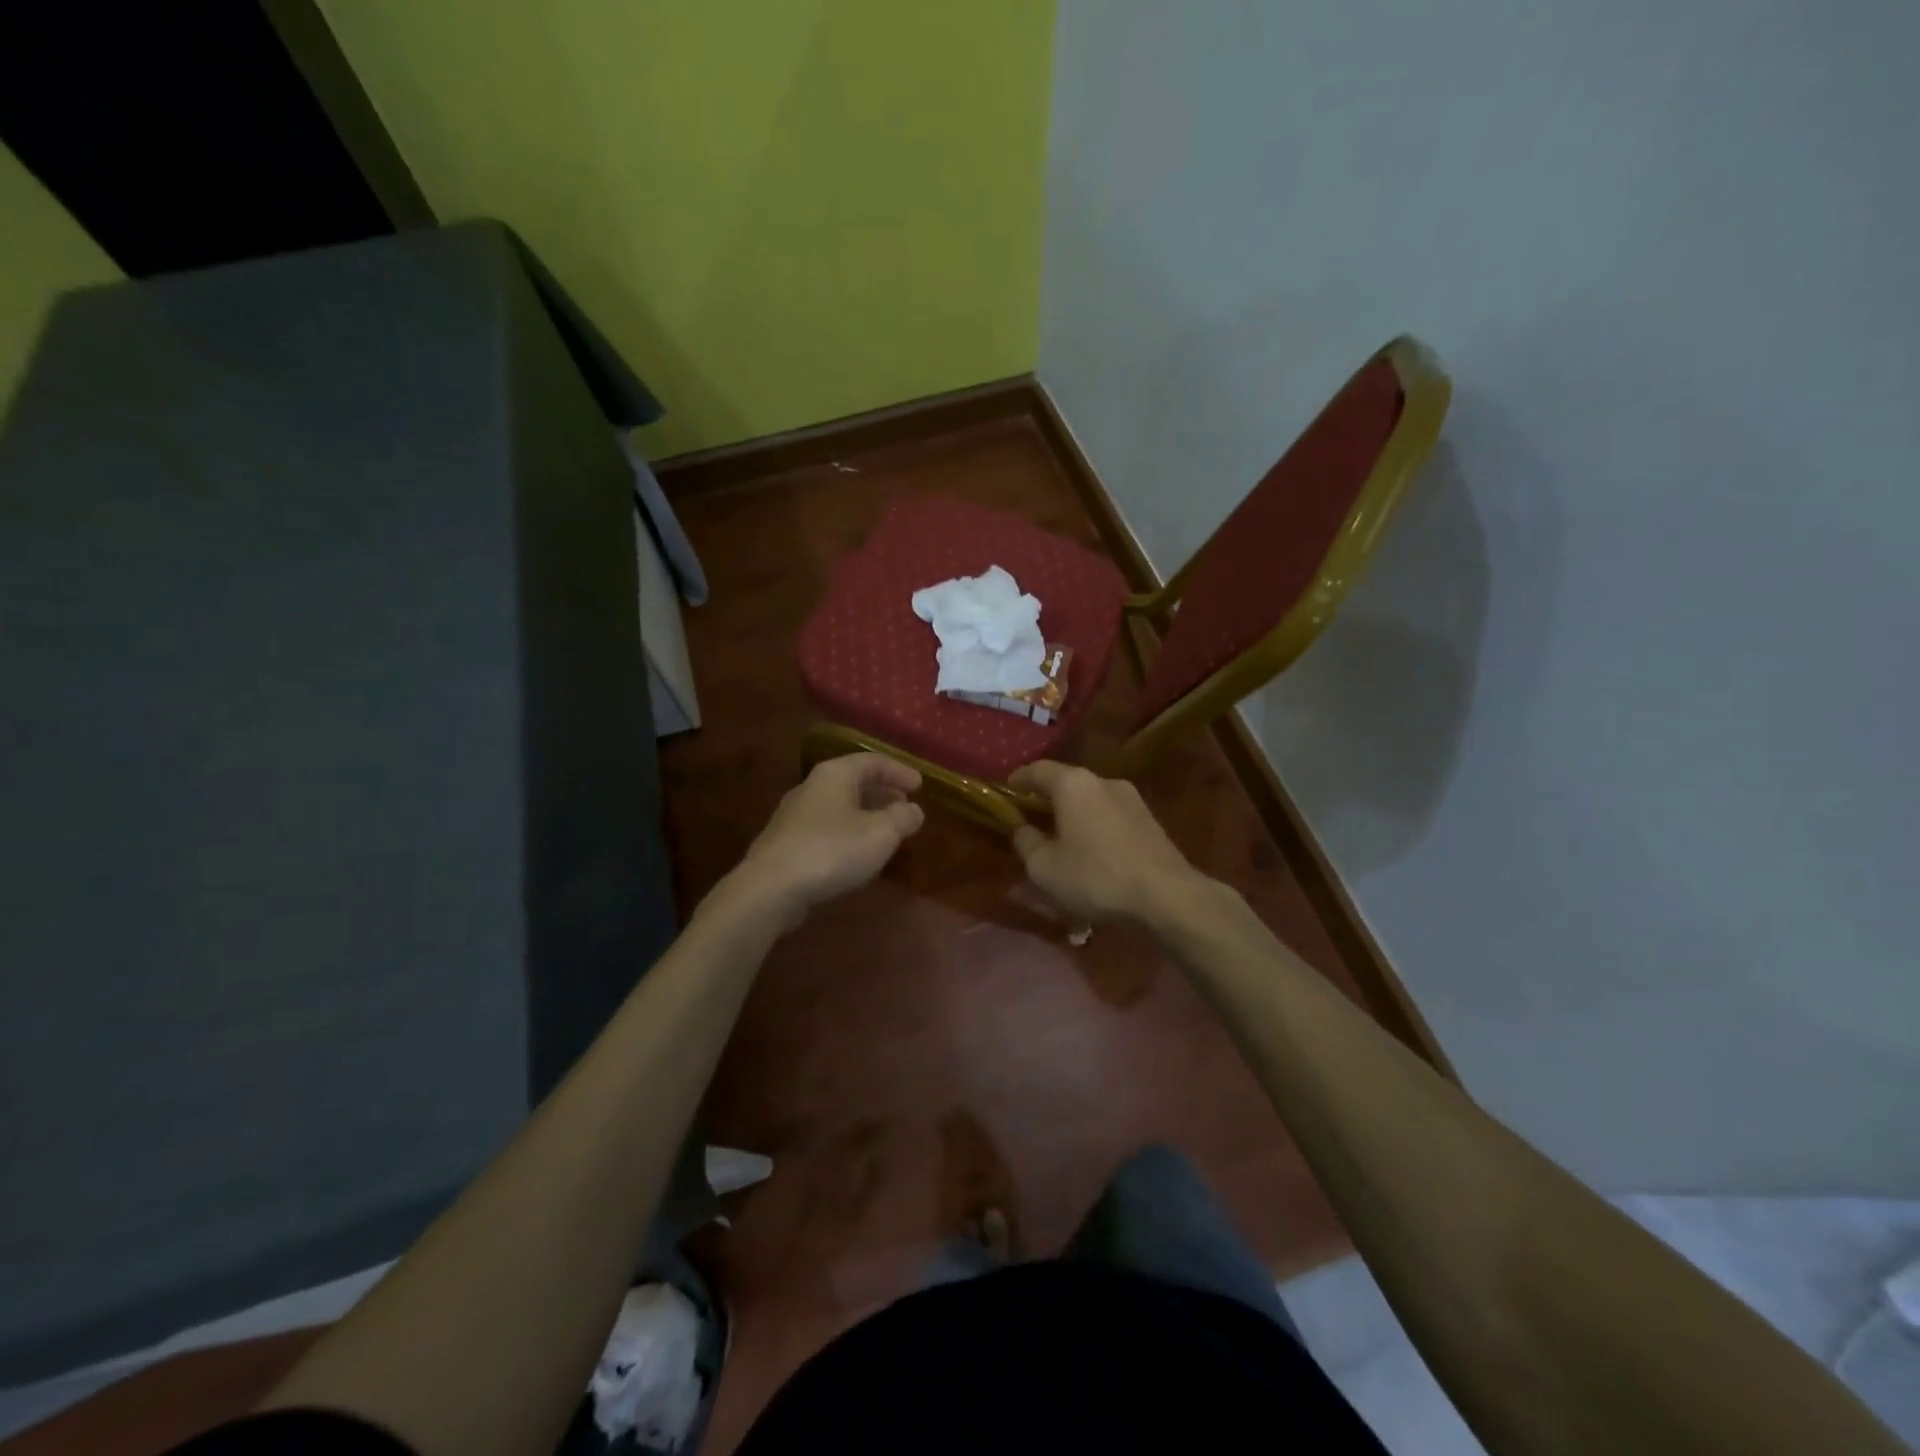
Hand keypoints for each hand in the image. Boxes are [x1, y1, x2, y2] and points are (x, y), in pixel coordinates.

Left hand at [727, 754, 924, 920]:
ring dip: (865, 814)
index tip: (920, 786)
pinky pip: (825, 827)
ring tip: (885, 831)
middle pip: (853, 781)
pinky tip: (855, 853)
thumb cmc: (831, 851)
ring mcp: (794, 815)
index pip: (872, 761)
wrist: (770, 889)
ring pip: (838, 806)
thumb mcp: (881, 834)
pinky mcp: (785, 842)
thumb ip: (902, 818)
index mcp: (834, 775)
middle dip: (882, 792)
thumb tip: (914, 810)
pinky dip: (847, 832)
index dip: (899, 771)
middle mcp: (811, 787)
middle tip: (904, 807)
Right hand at [1007, 761, 1212, 926]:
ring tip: (1062, 838)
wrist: (1167, 895)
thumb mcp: (1044, 868)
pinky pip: (1109, 815)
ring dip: (1072, 814)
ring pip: (1089, 799)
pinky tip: (1092, 850)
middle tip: (1030, 819)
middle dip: (1045, 799)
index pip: (1036, 770)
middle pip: (1065, 782)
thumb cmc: (1095, 877)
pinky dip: (1094, 825)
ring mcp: (1130, 798)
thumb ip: (1025, 842)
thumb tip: (1021, 828)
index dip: (1017, 781)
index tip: (1006, 794)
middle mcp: (1102, 780)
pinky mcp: (1149, 818)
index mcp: (1072, 784)